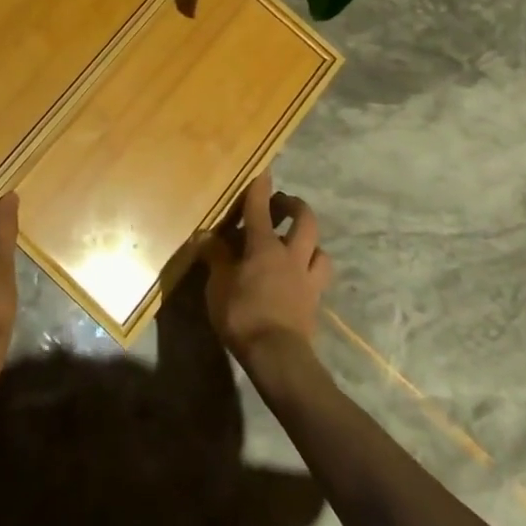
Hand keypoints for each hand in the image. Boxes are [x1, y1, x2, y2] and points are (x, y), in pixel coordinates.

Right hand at [201, 173, 331, 372]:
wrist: (278, 357)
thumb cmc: (243, 314)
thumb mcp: (217, 285)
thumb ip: (215, 257)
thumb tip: (205, 236)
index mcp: (264, 246)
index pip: (260, 207)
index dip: (260, 186)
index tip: (263, 168)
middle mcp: (291, 256)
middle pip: (304, 221)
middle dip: (295, 206)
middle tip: (282, 204)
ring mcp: (307, 280)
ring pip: (320, 250)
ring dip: (310, 241)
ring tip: (298, 243)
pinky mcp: (314, 303)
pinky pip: (318, 278)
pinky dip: (311, 270)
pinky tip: (299, 277)